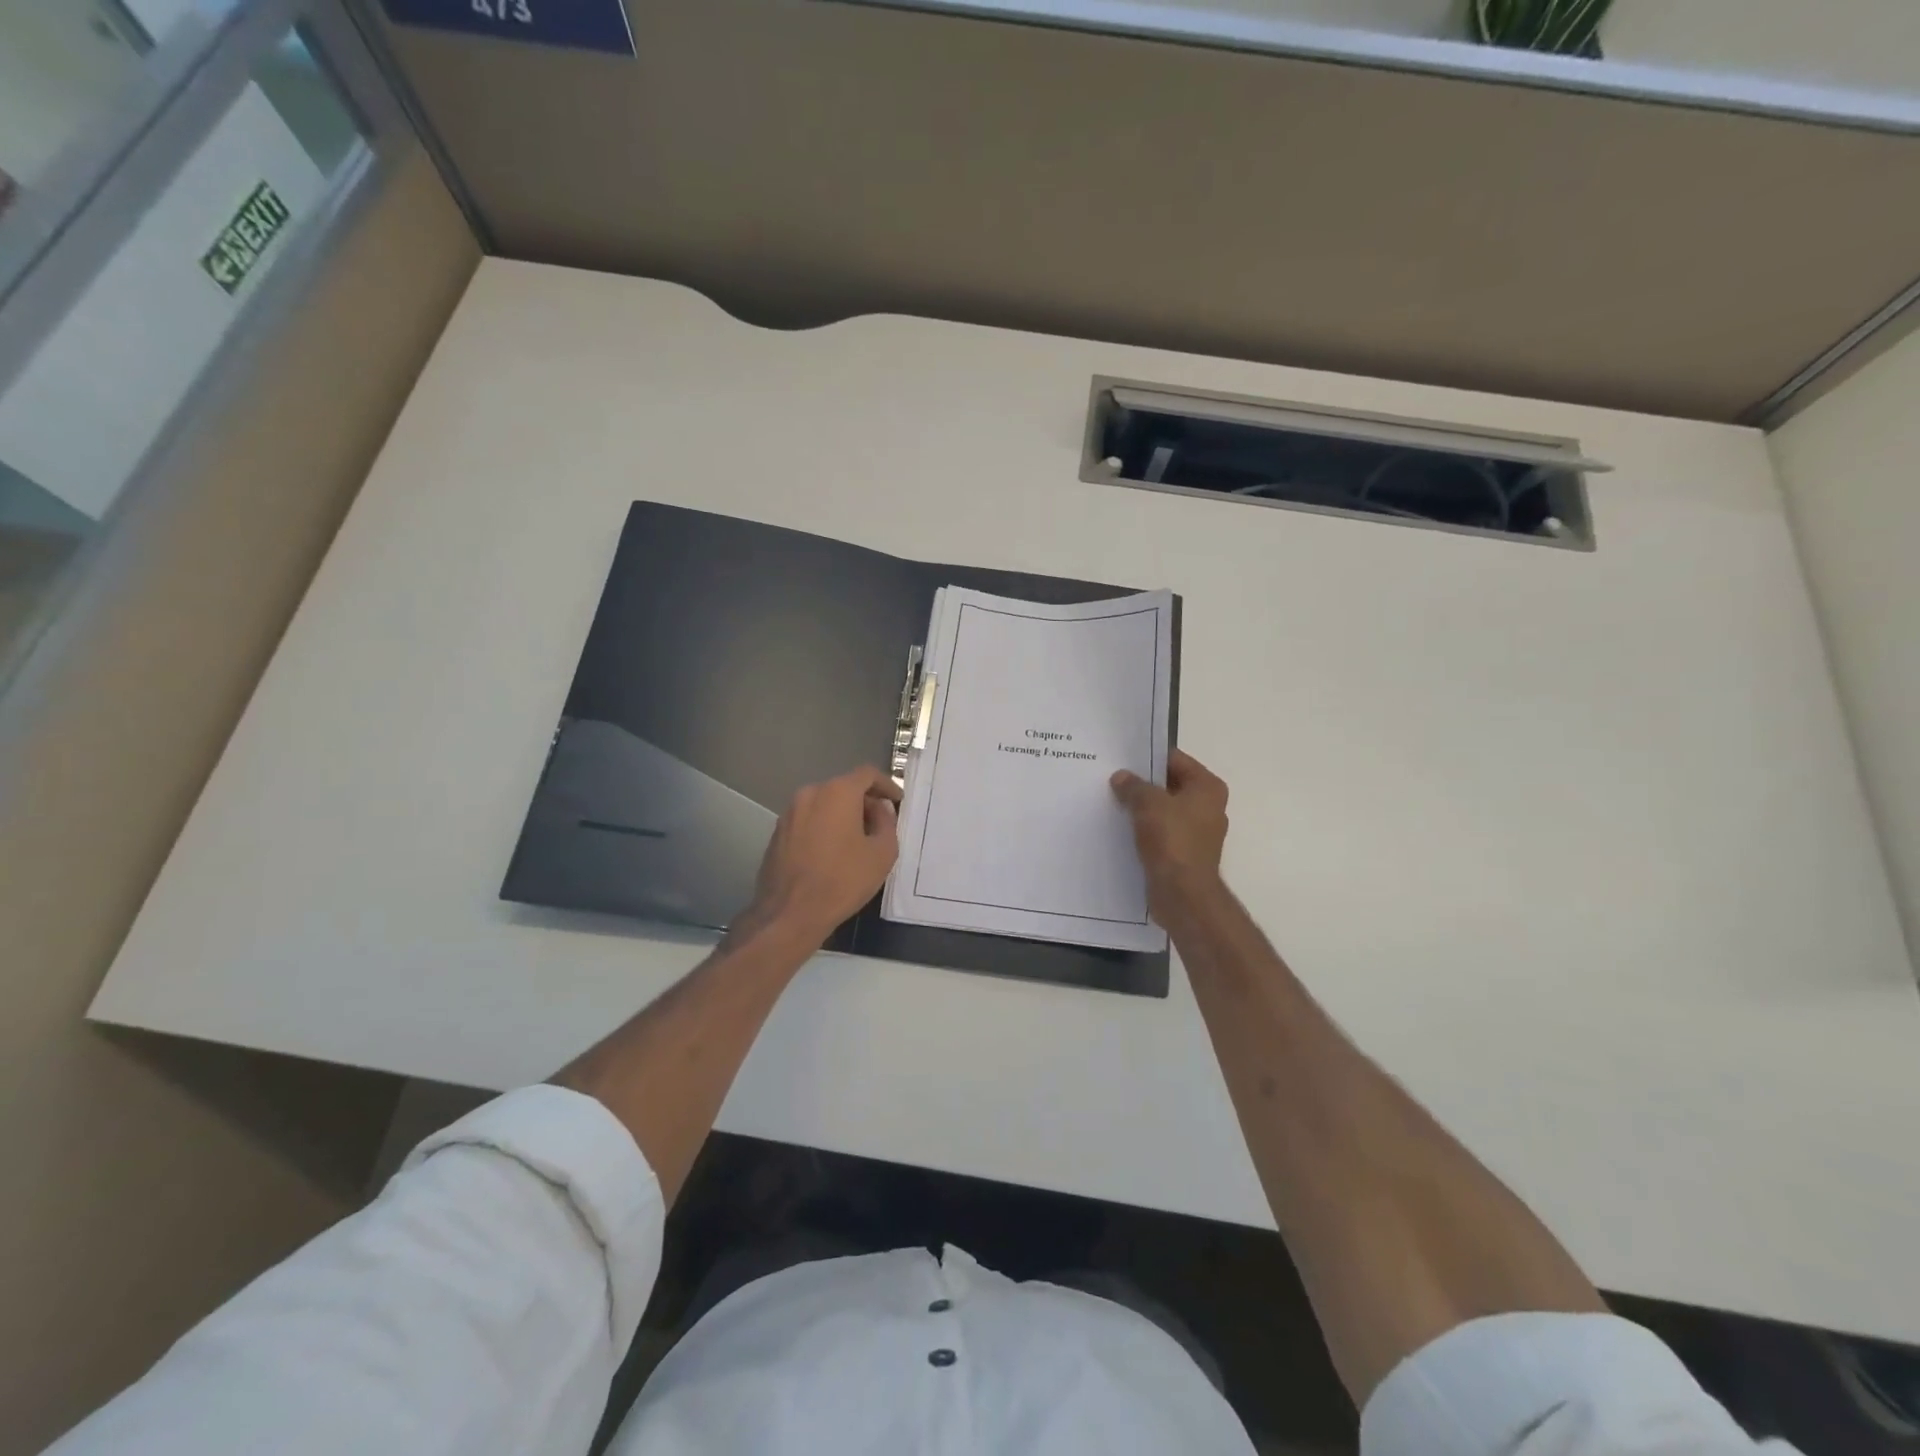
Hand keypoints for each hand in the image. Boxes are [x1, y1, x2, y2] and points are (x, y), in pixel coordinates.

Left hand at [748, 765, 901, 944]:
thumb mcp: (882, 853)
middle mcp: (809, 794)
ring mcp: (789, 813)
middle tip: (880, 824)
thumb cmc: (843, 880)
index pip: (867, 774)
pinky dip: (824, 827)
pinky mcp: (777, 833)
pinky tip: (832, 852)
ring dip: (843, 815)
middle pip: (844, 787)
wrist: (790, 913)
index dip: (887, 785)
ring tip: (857, 840)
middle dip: (864, 801)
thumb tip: (879, 811)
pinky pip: (808, 820)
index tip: (897, 801)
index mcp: (837, 792)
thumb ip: (887, 823)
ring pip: (824, 804)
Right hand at [1111, 749, 1229, 910]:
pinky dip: (1144, 829)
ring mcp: (1197, 832)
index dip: (1148, 757)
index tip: (1121, 758)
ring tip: (1112, 802)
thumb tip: (1121, 777)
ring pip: (1163, 810)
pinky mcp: (1184, 853)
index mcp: (1207, 787)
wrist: (1183, 894)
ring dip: (1141, 808)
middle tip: (1111, 779)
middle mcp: (1208, 807)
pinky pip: (1161, 832)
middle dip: (1142, 784)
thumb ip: (1133, 786)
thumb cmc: (1172, 840)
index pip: (1175, 759)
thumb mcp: (1148, 804)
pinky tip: (1120, 828)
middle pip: (1169, 785)